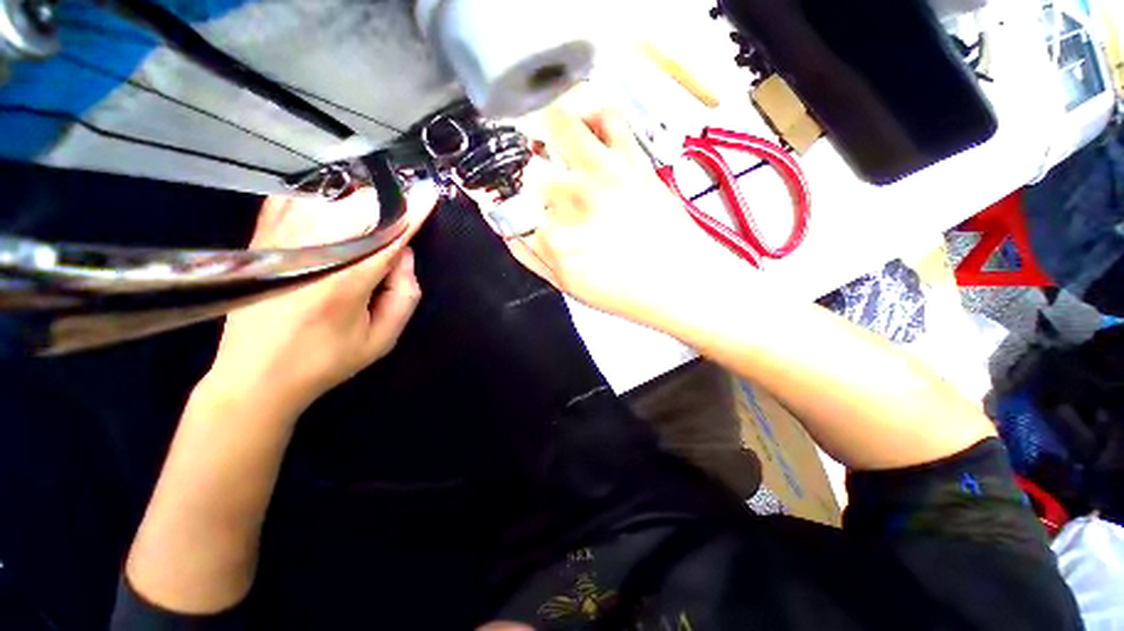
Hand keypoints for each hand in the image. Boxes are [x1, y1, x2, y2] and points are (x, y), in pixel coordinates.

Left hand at [201, 184, 438, 414]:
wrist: (254, 376)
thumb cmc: (326, 360)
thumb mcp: (382, 339)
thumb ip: (405, 295)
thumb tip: (405, 254)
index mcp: (346, 280)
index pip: (389, 235)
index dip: (412, 212)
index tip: (429, 193)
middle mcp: (313, 252)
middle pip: (358, 207)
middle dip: (387, 202)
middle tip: (401, 210)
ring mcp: (281, 241)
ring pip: (327, 197)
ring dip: (357, 196)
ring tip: (374, 203)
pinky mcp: (261, 240)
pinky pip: (293, 199)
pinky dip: (320, 194)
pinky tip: (334, 201)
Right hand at [498, 107, 736, 325]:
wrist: (677, 282)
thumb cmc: (624, 292)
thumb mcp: (566, 286)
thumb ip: (530, 257)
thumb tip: (507, 230)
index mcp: (552, 238)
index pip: (511, 208)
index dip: (510, 206)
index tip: (519, 206)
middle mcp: (570, 199)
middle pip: (530, 169)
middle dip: (533, 180)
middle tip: (546, 188)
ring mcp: (601, 174)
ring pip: (556, 126)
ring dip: (550, 131)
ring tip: (556, 142)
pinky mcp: (631, 160)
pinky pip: (607, 116)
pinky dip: (594, 113)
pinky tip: (590, 128)